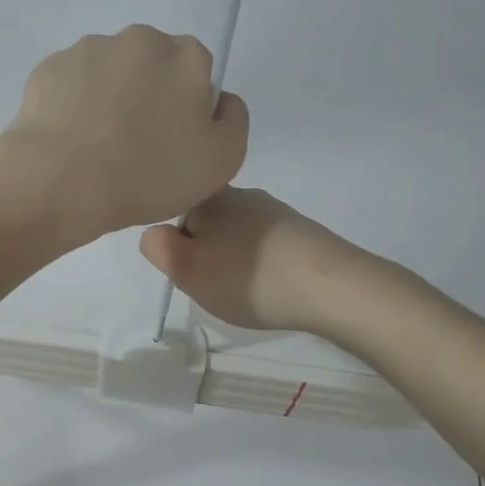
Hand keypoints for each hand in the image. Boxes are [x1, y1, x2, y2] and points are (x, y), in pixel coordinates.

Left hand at [0, 26, 248, 245]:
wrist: (63, 182)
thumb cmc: (150, 174)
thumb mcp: (222, 161)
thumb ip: (234, 121)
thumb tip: (220, 100)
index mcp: (186, 56)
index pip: (197, 73)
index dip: (187, 110)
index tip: (172, 144)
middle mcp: (139, 39)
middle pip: (152, 68)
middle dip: (147, 98)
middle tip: (135, 149)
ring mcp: (89, 49)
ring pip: (109, 74)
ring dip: (108, 101)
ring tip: (97, 149)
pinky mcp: (50, 68)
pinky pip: (71, 87)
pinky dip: (73, 108)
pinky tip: (70, 143)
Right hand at [139, 187, 366, 333]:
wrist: (329, 286)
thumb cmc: (248, 278)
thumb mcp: (187, 269)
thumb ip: (159, 248)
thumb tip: (154, 232)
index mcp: (210, 197)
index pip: (176, 213)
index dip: (177, 246)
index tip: (190, 271)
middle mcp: (243, 194)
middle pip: (208, 225)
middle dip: (207, 253)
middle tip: (215, 286)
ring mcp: (276, 212)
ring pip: (237, 237)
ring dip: (235, 261)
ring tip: (246, 290)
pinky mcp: (301, 232)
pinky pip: (265, 247)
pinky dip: (261, 266)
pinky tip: (271, 287)